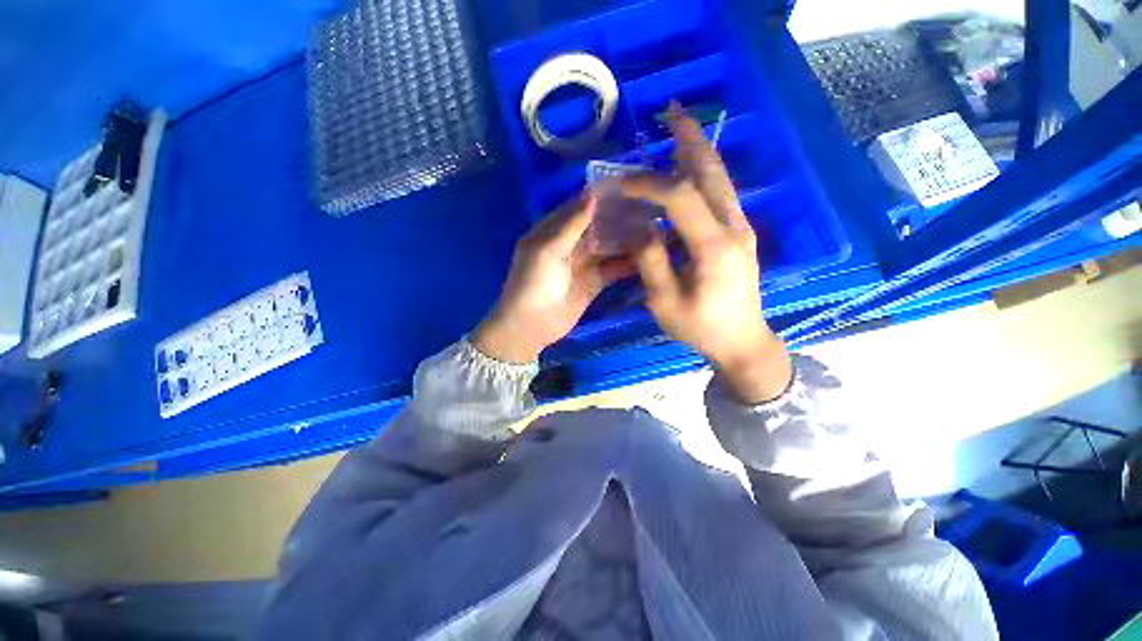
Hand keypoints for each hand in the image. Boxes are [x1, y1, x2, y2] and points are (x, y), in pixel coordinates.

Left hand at [473, 193, 634, 362]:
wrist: (532, 325)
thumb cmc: (535, 283)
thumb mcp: (548, 249)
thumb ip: (571, 224)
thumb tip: (593, 194)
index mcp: (553, 231)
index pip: (579, 208)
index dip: (600, 198)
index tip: (628, 187)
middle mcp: (569, 244)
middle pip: (597, 226)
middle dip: (619, 218)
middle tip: (650, 207)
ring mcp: (582, 264)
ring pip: (608, 247)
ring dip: (627, 240)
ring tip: (655, 228)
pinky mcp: (593, 283)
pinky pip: (613, 269)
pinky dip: (627, 264)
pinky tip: (648, 256)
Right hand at [620, 105, 791, 403]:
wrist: (742, 342)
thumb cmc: (702, 329)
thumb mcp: (666, 303)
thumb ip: (650, 263)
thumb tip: (639, 228)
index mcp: (713, 247)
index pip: (680, 198)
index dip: (649, 184)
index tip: (622, 183)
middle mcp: (733, 228)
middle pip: (711, 173)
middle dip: (689, 140)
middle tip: (671, 112)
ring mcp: (741, 229)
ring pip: (720, 179)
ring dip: (699, 151)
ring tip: (680, 127)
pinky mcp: (739, 234)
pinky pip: (720, 194)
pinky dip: (704, 174)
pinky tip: (689, 167)